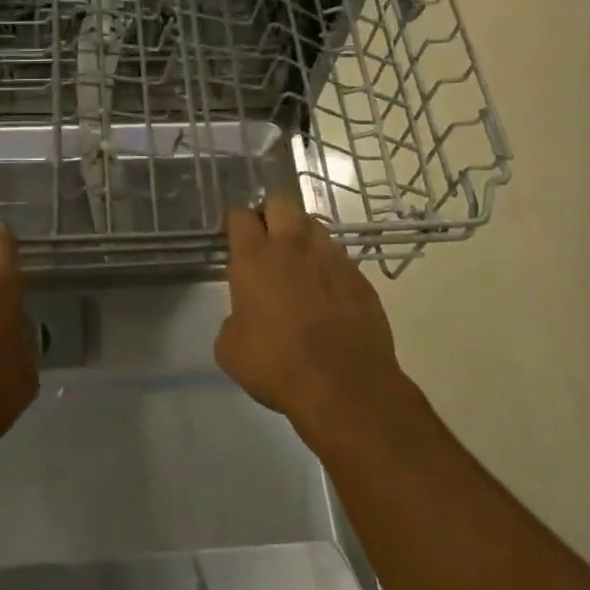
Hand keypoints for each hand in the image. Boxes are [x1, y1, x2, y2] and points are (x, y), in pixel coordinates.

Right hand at [215, 193, 411, 437]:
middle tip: (266, 243)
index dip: (237, 224)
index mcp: (254, 258)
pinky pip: (337, 257)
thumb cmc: (277, 366)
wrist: (345, 386)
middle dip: (270, 215)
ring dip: (301, 237)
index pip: (241, 216)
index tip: (236, 239)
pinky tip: (326, 294)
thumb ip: (234, 318)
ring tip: (298, 266)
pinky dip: (327, 267)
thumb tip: (245, 315)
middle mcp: (293, 246)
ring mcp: (331, 258)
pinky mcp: (359, 276)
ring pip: (313, 225)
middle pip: (280, 203)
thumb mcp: (231, 349)